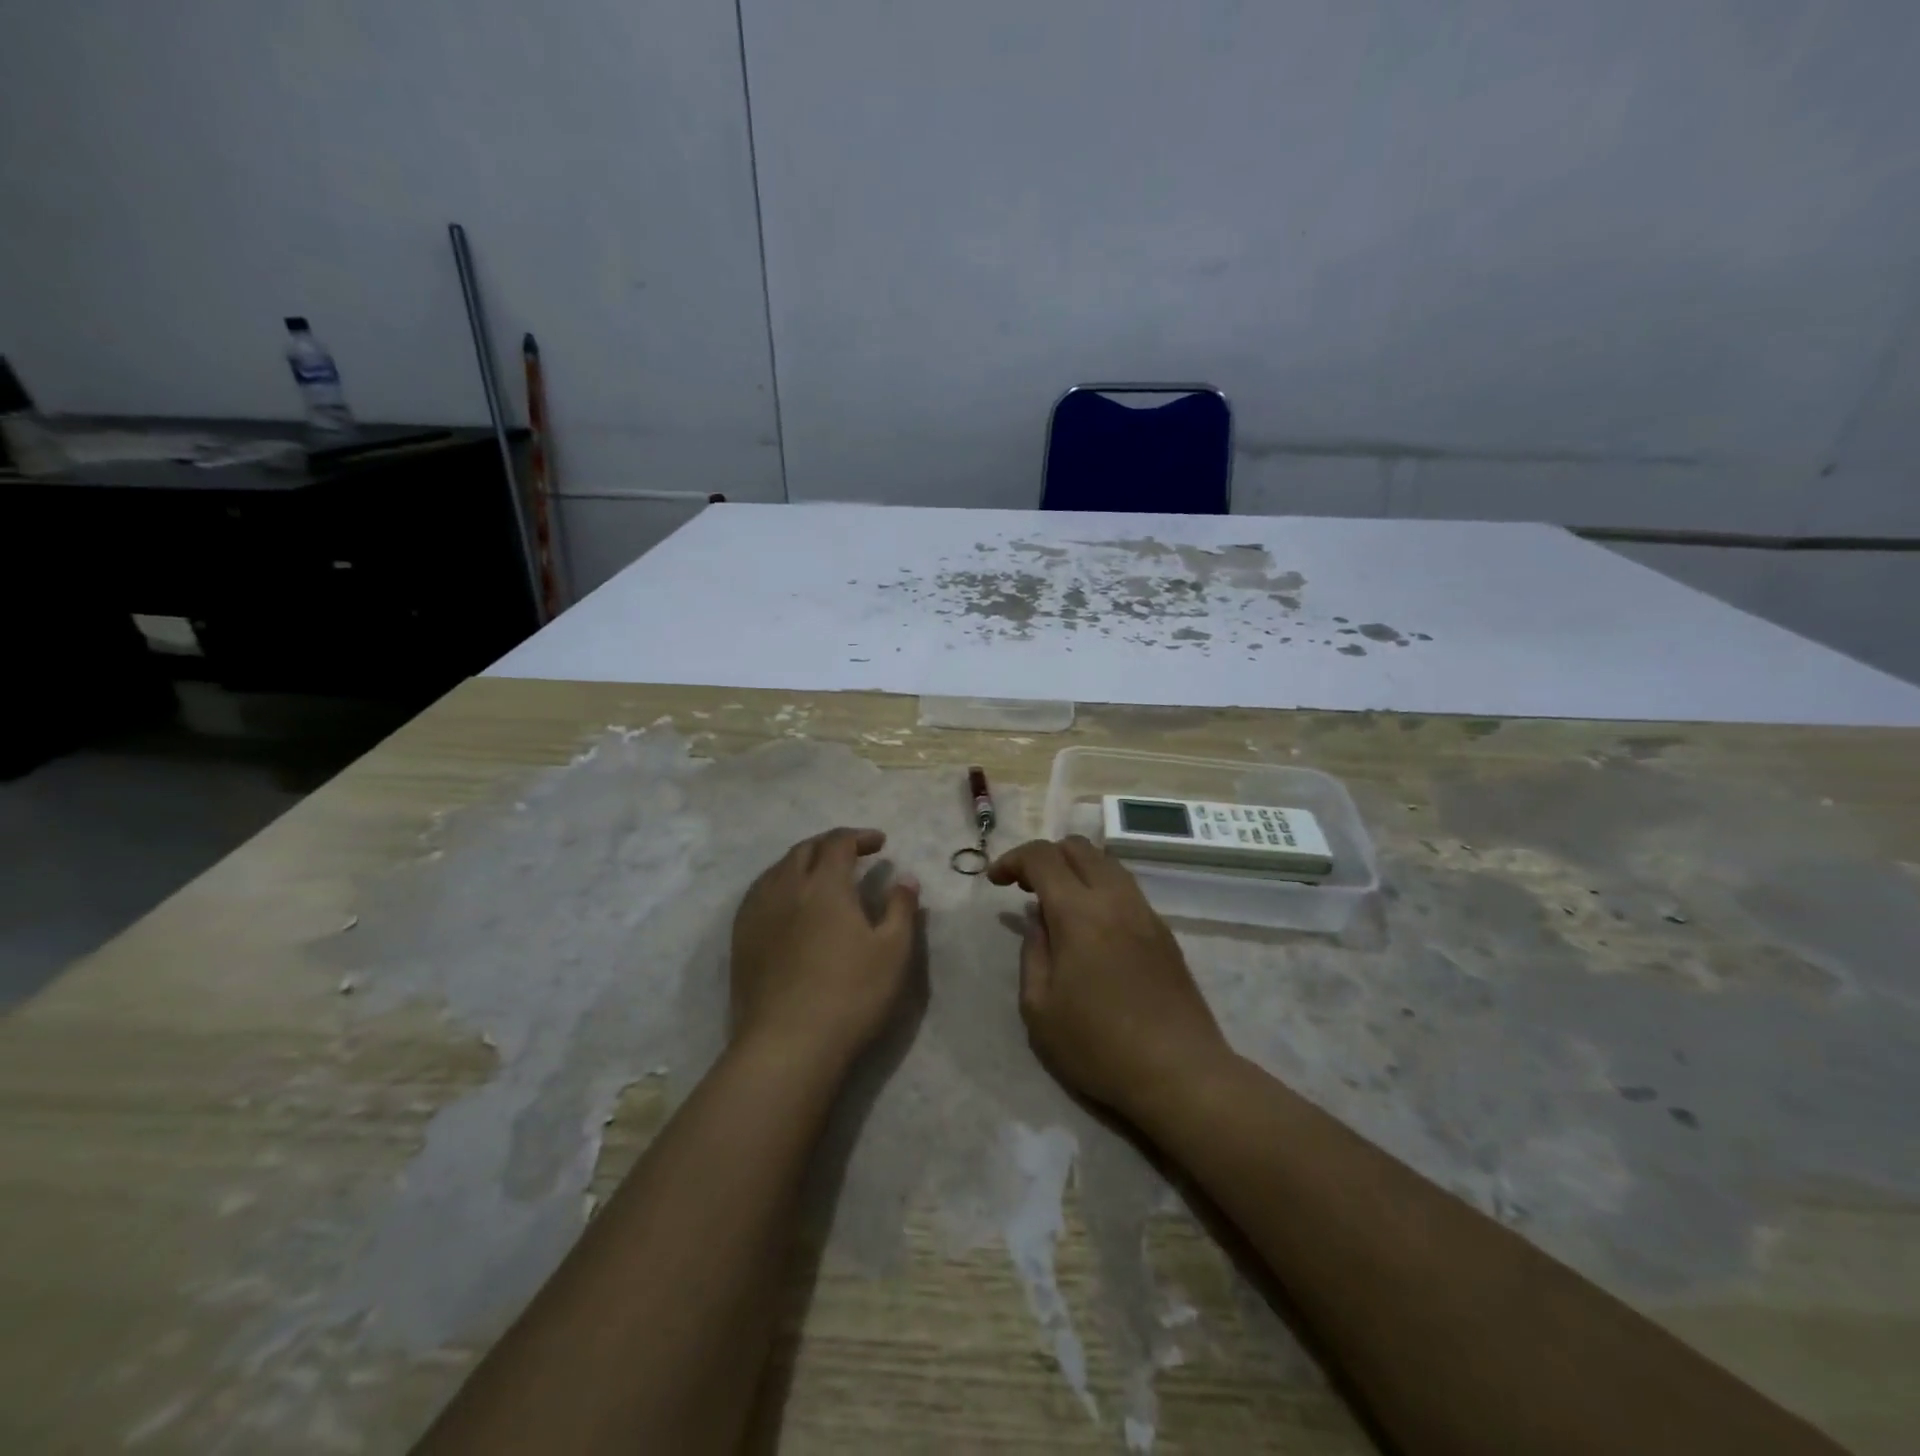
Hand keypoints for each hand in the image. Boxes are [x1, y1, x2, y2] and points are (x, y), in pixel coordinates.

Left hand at [730, 827, 920, 1069]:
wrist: (788, 1045)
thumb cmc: (851, 994)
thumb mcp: (893, 951)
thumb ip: (901, 908)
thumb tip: (906, 878)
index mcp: (824, 884)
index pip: (838, 842)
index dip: (860, 836)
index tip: (880, 843)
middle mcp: (786, 887)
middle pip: (805, 849)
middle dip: (830, 844)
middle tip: (853, 854)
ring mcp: (758, 913)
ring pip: (778, 869)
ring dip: (802, 861)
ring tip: (820, 874)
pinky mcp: (741, 939)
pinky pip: (759, 893)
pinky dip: (779, 883)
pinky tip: (788, 903)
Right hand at [988, 836, 1230, 1119]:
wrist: (1179, 1071)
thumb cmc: (1098, 1046)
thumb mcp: (1040, 1008)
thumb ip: (1032, 953)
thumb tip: (1038, 921)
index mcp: (1079, 912)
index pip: (1042, 857)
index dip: (1013, 859)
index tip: (995, 882)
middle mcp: (1115, 899)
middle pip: (1078, 847)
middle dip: (1045, 856)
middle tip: (1025, 888)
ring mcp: (1145, 912)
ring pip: (1106, 863)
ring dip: (1075, 869)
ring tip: (1058, 904)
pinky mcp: (1164, 931)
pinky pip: (1125, 888)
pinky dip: (1099, 888)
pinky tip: (1091, 926)